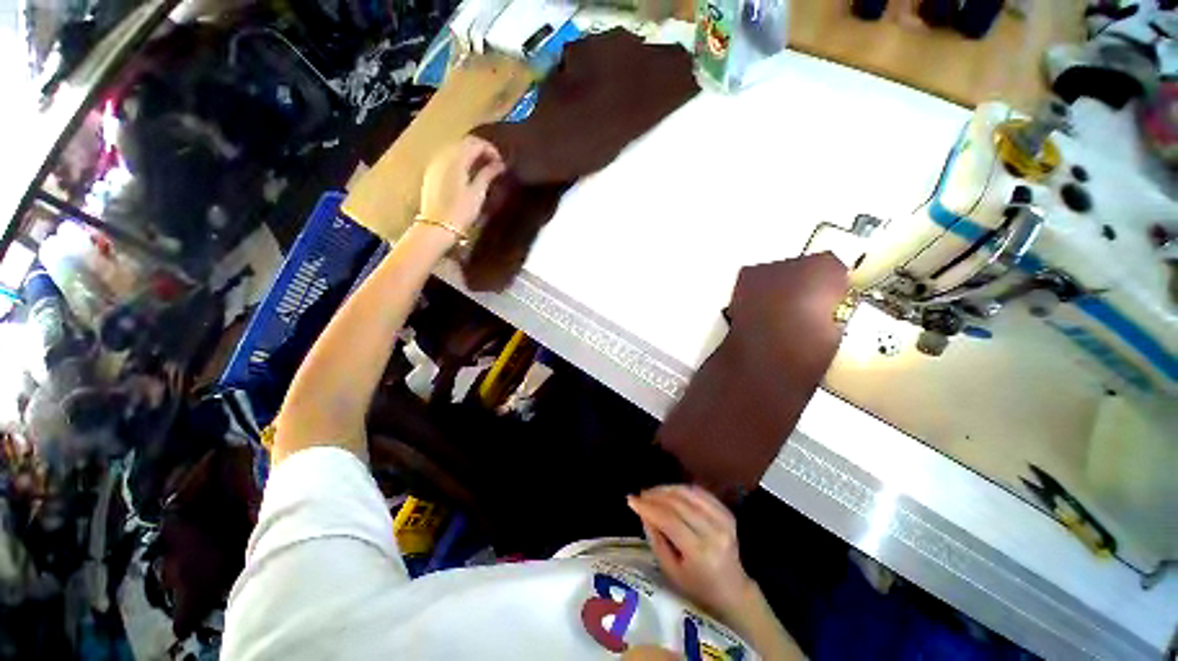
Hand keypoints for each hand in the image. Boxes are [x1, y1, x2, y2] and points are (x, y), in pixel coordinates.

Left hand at [420, 135, 505, 234]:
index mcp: (456, 159)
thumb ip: (488, 174)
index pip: (475, 143)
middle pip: (463, 143)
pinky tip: (467, 174)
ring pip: (454, 150)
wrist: (437, 226)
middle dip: (480, 150)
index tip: (501, 163)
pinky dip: (459, 161)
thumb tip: (499, 164)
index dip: (490, 149)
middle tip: (494, 165)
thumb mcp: (477, 193)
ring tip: (482, 170)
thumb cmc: (461, 211)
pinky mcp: (431, 173)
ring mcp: (435, 164)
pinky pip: (447, 159)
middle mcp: (443, 156)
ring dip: (469, 155)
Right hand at [627, 485, 754, 620]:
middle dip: (655, 495)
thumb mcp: (671, 571)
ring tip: (652, 492)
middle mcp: (714, 531)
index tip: (631, 500)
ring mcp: (723, 520)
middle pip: (679, 503)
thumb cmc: (697, 587)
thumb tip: (643, 512)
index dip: (648, 507)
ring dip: (667, 489)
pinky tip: (670, 492)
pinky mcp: (727, 512)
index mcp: (700, 551)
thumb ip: (656, 540)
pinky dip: (682, 489)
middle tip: (640, 495)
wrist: (733, 591)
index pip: (669, 520)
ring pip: (689, 493)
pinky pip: (700, 492)